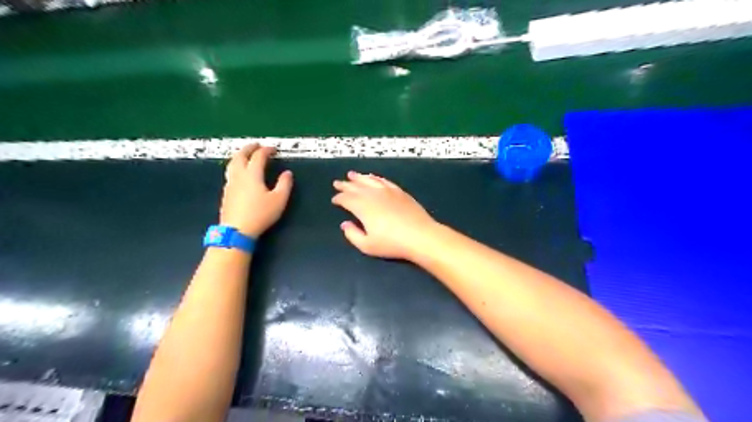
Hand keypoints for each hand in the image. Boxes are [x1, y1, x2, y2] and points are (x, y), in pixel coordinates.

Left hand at [219, 144, 291, 236]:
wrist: (237, 230)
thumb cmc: (260, 214)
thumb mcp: (279, 200)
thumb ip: (284, 184)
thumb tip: (287, 173)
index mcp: (252, 174)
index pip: (258, 156)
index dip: (266, 150)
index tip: (273, 149)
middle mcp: (239, 175)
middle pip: (240, 156)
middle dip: (249, 148)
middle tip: (256, 145)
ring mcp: (230, 184)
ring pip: (232, 164)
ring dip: (240, 156)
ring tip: (246, 155)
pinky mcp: (226, 193)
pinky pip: (230, 173)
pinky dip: (236, 166)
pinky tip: (240, 173)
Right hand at [332, 172, 438, 259]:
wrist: (420, 236)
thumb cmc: (392, 243)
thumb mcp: (367, 246)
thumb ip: (352, 234)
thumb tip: (345, 224)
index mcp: (363, 207)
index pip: (346, 199)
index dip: (339, 198)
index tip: (334, 199)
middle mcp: (373, 195)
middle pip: (356, 187)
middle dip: (345, 185)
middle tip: (337, 183)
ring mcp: (388, 191)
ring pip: (369, 181)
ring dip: (359, 177)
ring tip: (352, 174)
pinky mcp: (400, 192)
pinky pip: (384, 181)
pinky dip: (376, 178)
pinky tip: (373, 177)